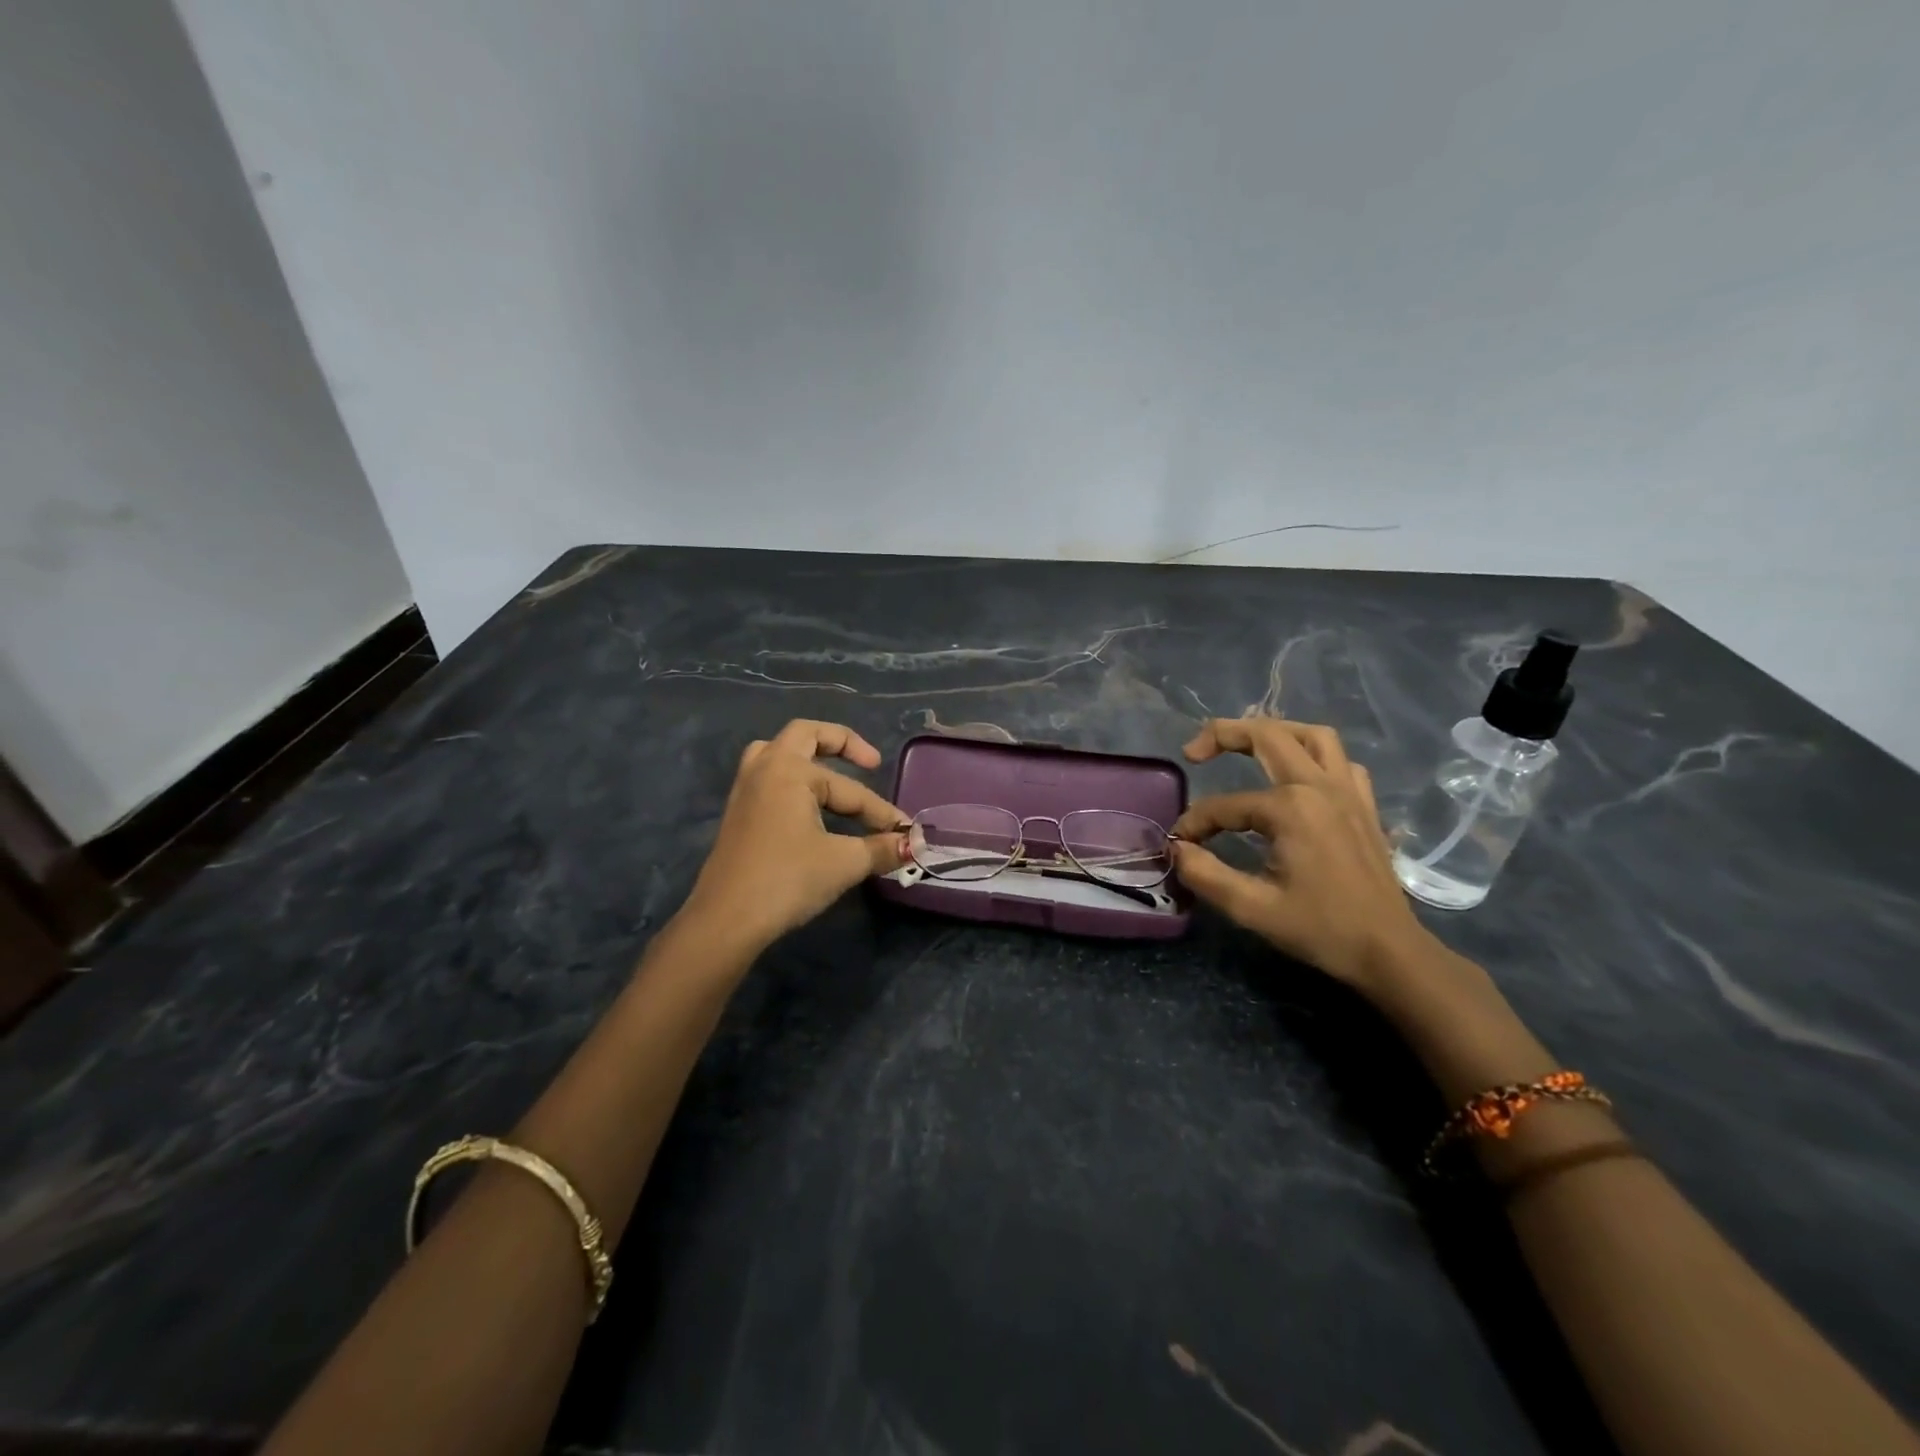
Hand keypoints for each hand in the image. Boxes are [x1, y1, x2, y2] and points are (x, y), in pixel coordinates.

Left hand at [682, 720, 909, 951]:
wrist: (726, 921)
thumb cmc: (787, 880)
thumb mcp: (843, 863)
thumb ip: (881, 849)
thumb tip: (913, 844)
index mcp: (789, 770)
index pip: (849, 789)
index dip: (881, 810)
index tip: (905, 831)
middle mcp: (764, 770)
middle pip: (803, 736)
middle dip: (840, 744)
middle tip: (870, 762)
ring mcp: (745, 791)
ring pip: (777, 755)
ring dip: (808, 758)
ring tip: (831, 774)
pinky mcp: (738, 815)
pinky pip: (769, 779)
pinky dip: (793, 781)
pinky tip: (808, 806)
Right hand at [1171, 718, 1437, 998]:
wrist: (1389, 951)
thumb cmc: (1321, 929)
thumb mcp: (1252, 909)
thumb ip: (1206, 874)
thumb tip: (1177, 849)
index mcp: (1291, 808)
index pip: (1224, 806)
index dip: (1195, 823)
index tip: (1179, 844)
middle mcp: (1319, 786)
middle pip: (1267, 736)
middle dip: (1223, 734)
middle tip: (1193, 753)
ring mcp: (1348, 791)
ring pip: (1311, 735)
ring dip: (1274, 732)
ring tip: (1246, 745)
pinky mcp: (1364, 805)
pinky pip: (1340, 761)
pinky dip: (1314, 756)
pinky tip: (1298, 775)